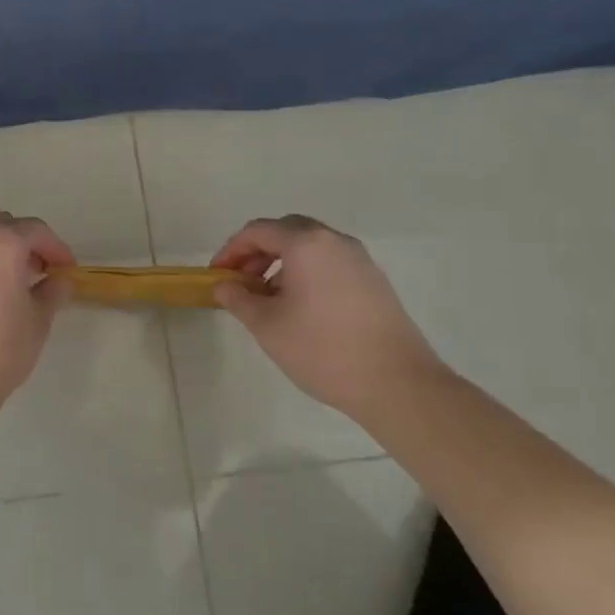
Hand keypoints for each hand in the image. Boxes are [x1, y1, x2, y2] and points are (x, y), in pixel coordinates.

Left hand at [0, 213, 75, 420]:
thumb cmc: (0, 350)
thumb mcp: (38, 322)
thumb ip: (52, 292)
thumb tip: (58, 279)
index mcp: (1, 242)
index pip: (36, 230)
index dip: (56, 247)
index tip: (68, 269)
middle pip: (1, 226)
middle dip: (22, 242)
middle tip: (37, 272)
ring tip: (3, 283)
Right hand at [212, 215, 446, 416]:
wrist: (397, 384)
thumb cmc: (322, 349)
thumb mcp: (266, 325)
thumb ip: (238, 298)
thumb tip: (224, 285)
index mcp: (306, 243)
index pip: (257, 231)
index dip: (231, 250)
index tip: (216, 275)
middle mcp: (335, 241)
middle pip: (286, 231)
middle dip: (257, 252)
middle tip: (241, 281)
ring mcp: (360, 260)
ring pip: (310, 247)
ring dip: (282, 262)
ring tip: (268, 298)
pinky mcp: (375, 282)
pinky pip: (330, 263)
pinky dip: (307, 273)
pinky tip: (301, 307)